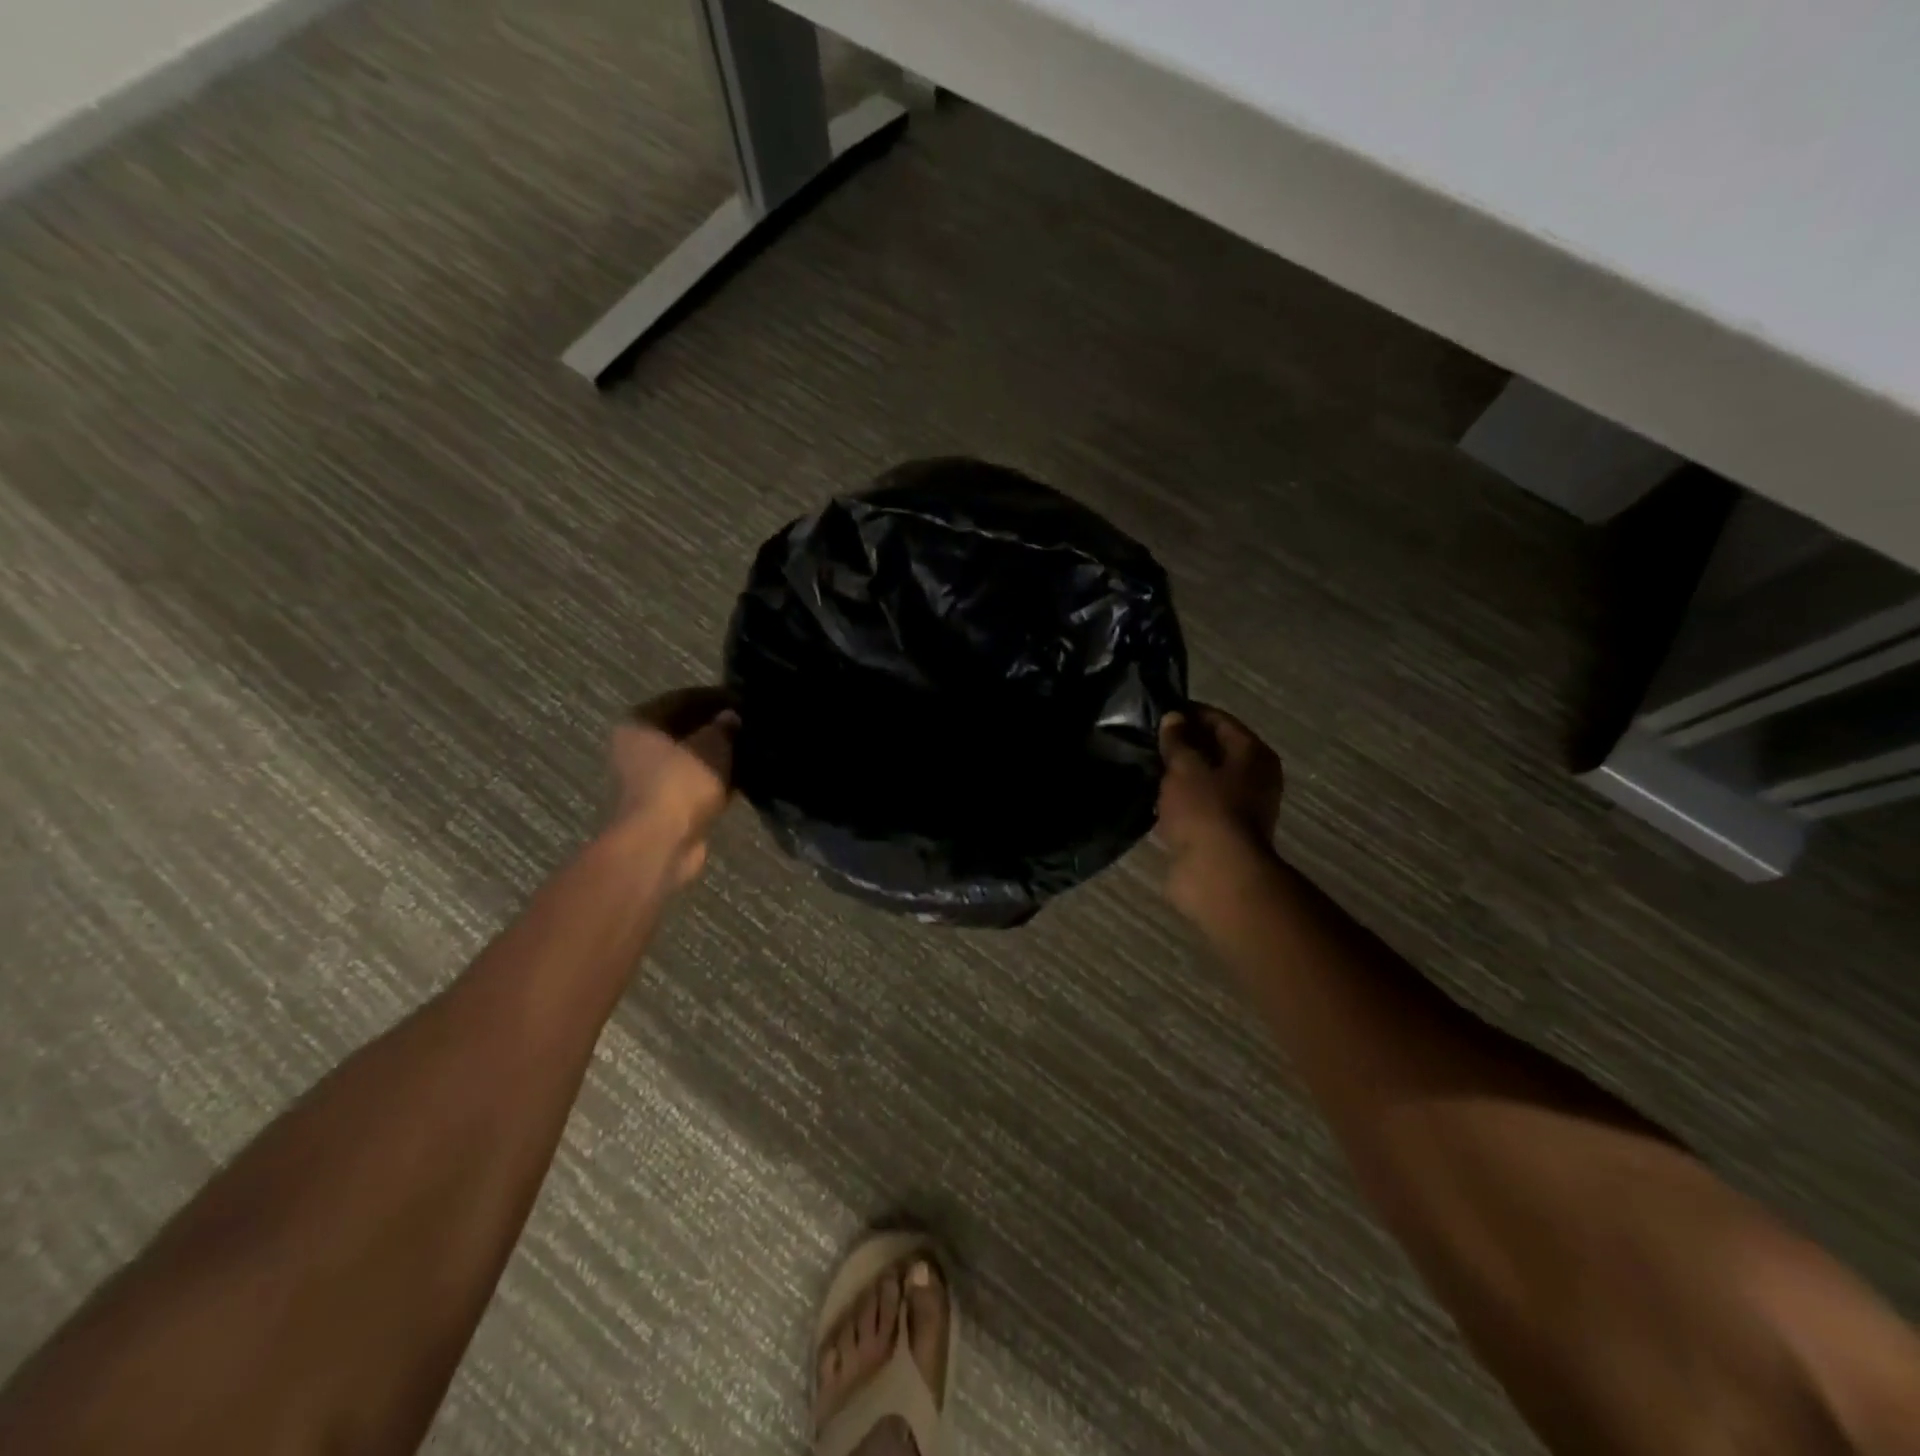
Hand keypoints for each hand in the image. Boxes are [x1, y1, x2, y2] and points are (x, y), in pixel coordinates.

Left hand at [609, 687, 739, 888]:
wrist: (662, 843)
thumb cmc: (681, 782)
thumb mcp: (712, 745)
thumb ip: (724, 727)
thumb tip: (732, 717)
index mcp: (641, 722)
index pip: (683, 698)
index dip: (716, 697)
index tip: (745, 700)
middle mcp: (637, 747)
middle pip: (685, 729)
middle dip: (717, 728)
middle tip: (751, 725)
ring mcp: (649, 779)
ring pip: (692, 758)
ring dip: (718, 756)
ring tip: (752, 750)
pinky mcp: (665, 805)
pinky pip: (695, 783)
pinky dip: (715, 780)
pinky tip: (743, 778)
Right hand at [1156, 704, 1283, 913]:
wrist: (1217, 874)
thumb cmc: (1206, 810)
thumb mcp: (1185, 766)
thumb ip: (1177, 740)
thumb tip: (1174, 717)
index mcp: (1253, 754)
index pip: (1219, 720)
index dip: (1189, 713)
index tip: (1157, 711)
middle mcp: (1253, 778)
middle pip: (1214, 751)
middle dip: (1183, 745)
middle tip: (1147, 739)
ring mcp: (1238, 809)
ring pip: (1203, 781)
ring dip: (1178, 776)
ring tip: (1144, 766)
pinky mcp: (1220, 834)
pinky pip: (1195, 808)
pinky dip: (1177, 802)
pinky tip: (1151, 798)